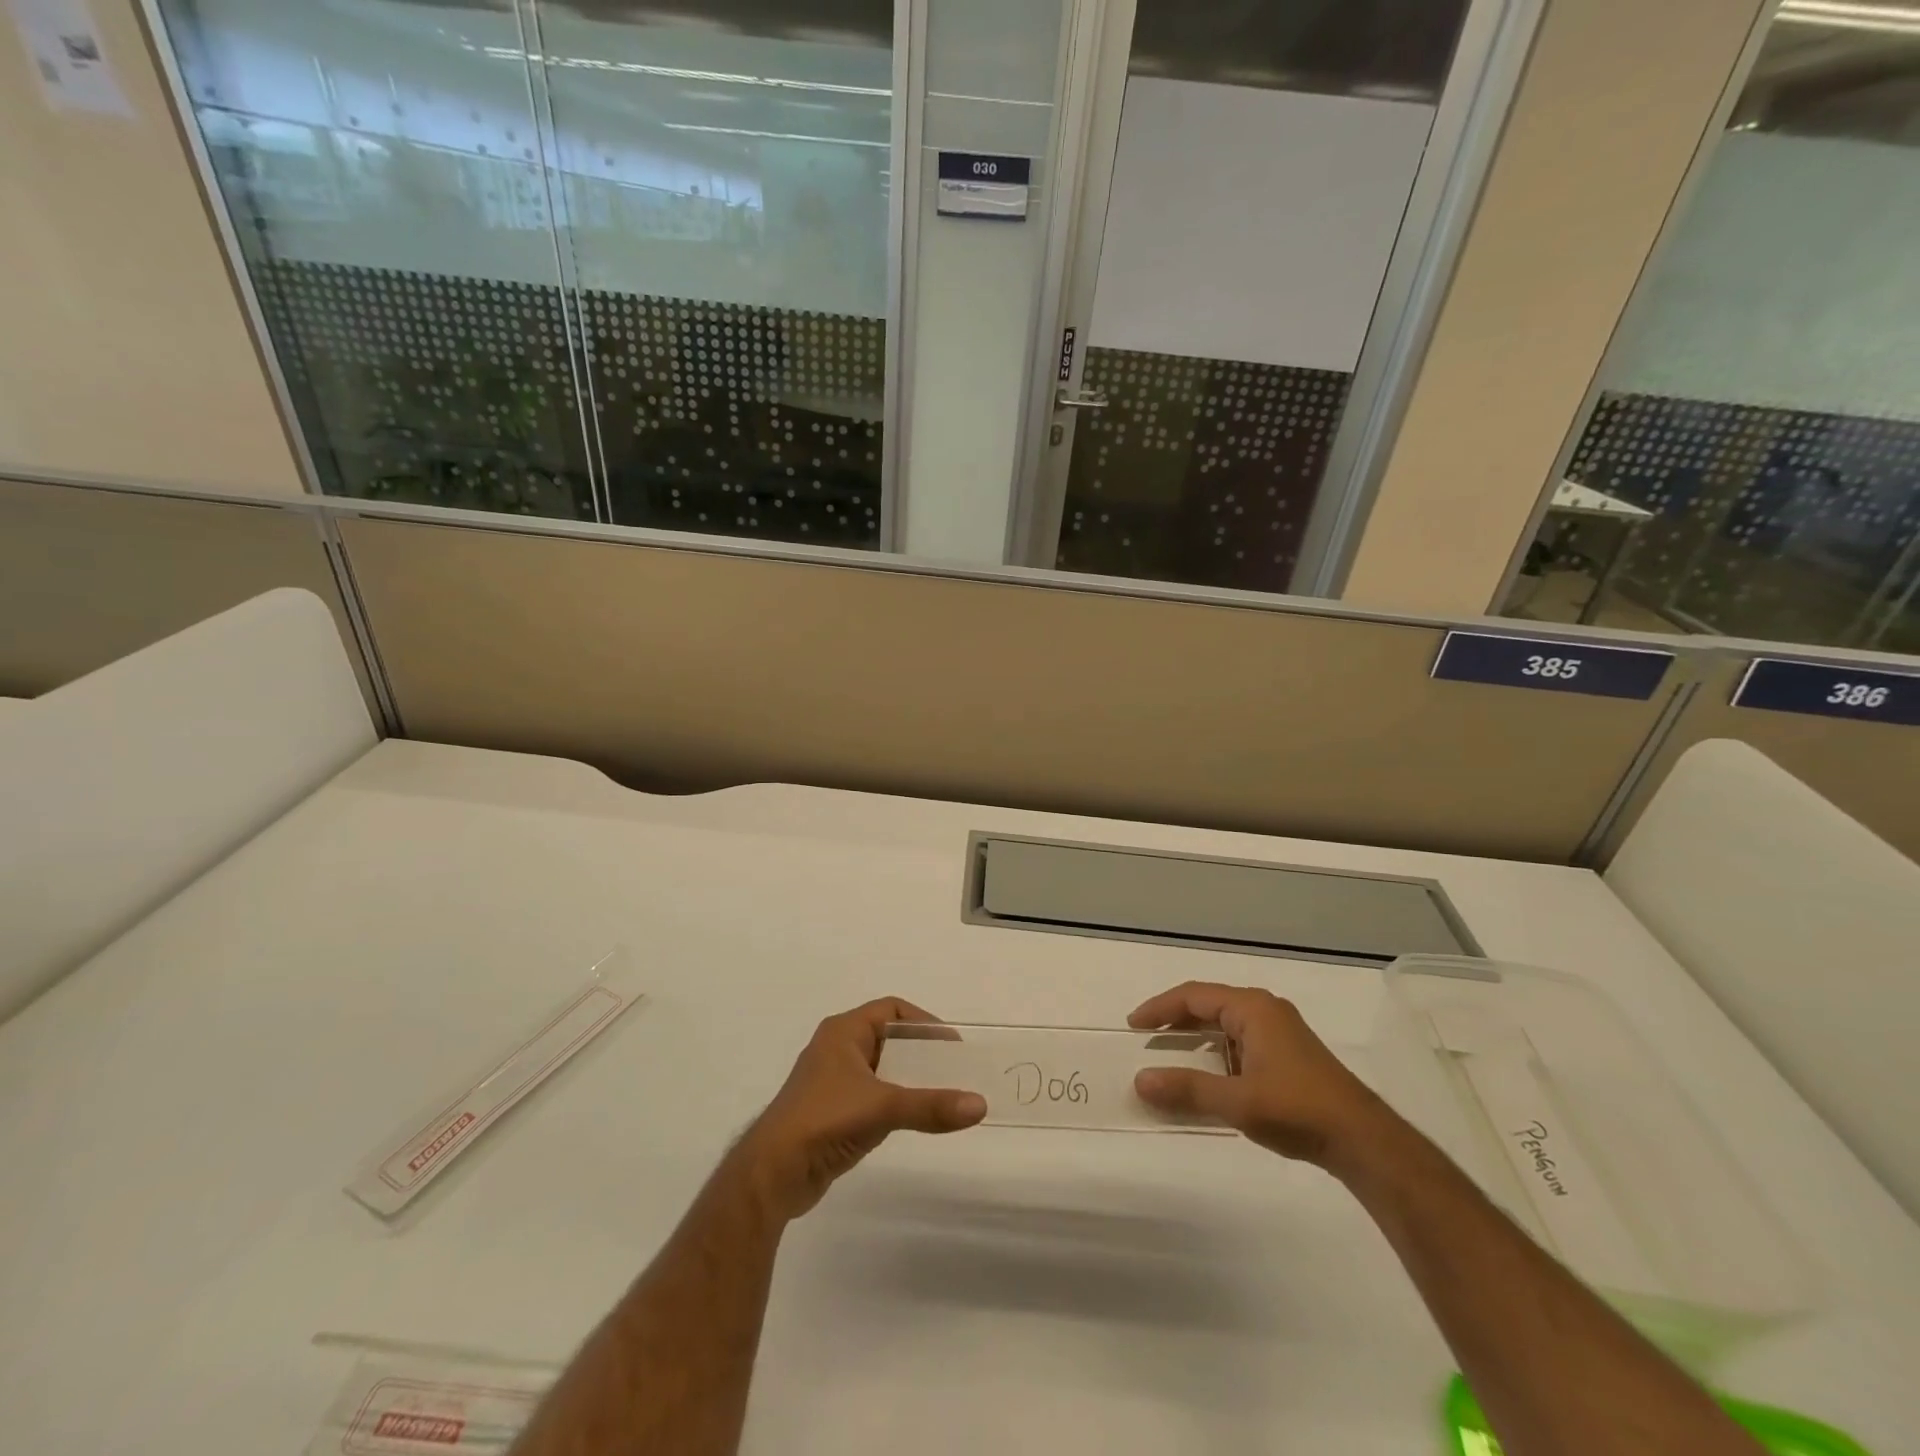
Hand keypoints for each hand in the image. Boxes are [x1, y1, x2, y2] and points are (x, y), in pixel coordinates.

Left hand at [731, 998, 985, 1221]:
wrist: (771, 1173)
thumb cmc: (824, 1121)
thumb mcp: (882, 1107)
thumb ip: (931, 1106)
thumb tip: (980, 1105)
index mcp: (844, 1032)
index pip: (892, 1010)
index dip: (924, 1023)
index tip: (952, 1046)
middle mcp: (838, 1049)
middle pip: (890, 1039)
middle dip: (922, 1053)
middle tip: (955, 1071)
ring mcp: (833, 1082)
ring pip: (882, 1069)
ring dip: (910, 1079)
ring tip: (942, 1095)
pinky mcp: (832, 1112)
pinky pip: (873, 1095)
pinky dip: (895, 1101)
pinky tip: (914, 1119)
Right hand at [1129, 982, 1398, 1170]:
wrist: (1365, 1141)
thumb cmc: (1298, 1110)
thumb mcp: (1237, 1101)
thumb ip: (1187, 1089)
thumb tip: (1140, 1080)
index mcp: (1252, 1008)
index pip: (1194, 996)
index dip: (1160, 1008)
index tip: (1133, 1025)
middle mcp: (1265, 1011)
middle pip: (1209, 1005)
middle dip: (1176, 1020)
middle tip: (1147, 1039)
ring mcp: (1280, 1033)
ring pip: (1226, 1024)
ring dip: (1197, 1038)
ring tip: (1171, 1057)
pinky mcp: (1289, 1056)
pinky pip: (1240, 1042)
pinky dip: (1217, 1053)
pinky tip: (1210, 1078)